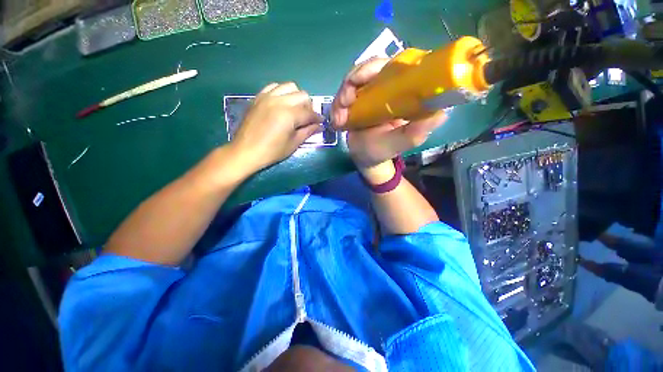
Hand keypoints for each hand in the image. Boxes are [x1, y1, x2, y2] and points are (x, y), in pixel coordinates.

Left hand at [231, 82, 323, 172]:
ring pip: (290, 86)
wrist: (246, 151)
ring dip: (297, 96)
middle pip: (302, 95)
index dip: (317, 118)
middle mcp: (279, 101)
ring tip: (295, 109)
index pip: (309, 112)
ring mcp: (267, 97)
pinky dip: (282, 92)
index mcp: (289, 115)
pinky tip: (282, 103)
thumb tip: (319, 126)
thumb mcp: (293, 144)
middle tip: (307, 118)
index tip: (320, 122)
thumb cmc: (272, 151)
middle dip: (309, 106)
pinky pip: (274, 86)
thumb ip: (307, 132)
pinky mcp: (259, 97)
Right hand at [332, 58, 446, 169]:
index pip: (396, 65)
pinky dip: (338, 104)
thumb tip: (441, 112)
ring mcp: (370, 91)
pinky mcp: (356, 99)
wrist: (365, 158)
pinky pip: (345, 92)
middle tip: (345, 102)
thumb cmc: (384, 151)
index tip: (363, 78)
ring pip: (354, 78)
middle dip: (354, 80)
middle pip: (371, 67)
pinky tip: (337, 120)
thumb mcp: (402, 143)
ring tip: (339, 118)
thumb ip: (418, 130)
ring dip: (343, 95)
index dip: (378, 65)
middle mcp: (388, 86)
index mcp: (404, 92)